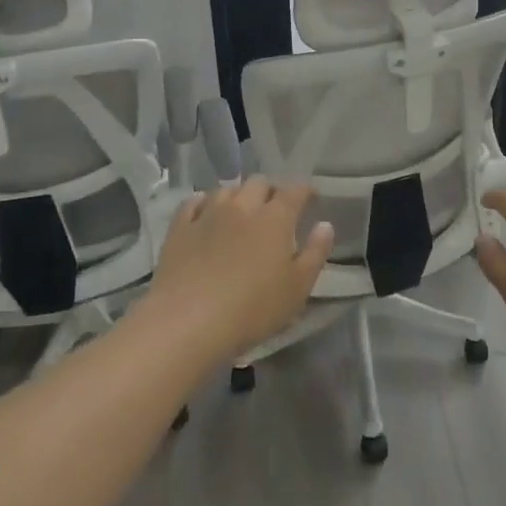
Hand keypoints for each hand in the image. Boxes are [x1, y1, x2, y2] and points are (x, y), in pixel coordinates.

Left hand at [142, 177, 333, 361]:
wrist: (187, 322)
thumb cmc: (252, 309)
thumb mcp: (297, 289)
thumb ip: (315, 253)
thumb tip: (325, 225)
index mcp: (275, 218)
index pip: (295, 191)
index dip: (305, 190)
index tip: (311, 198)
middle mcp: (242, 206)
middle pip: (259, 183)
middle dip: (271, 190)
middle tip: (275, 207)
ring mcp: (208, 214)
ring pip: (227, 189)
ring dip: (239, 195)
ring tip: (241, 211)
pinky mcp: (180, 228)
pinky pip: (194, 203)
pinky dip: (205, 203)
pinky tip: (206, 212)